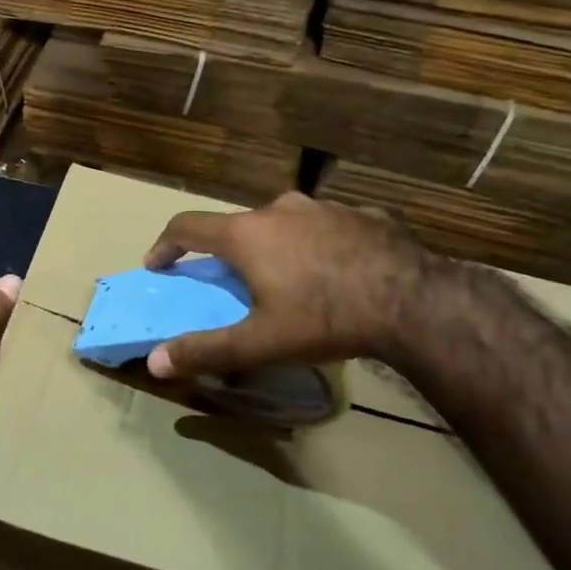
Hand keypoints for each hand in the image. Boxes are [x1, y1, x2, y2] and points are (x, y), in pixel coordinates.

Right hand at [142, 193, 436, 377]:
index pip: (187, 227)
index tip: (157, 264)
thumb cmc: (325, 318)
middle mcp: (280, 209)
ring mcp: (325, 207)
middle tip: (234, 285)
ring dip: (275, 247)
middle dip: (229, 254)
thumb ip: (205, 349)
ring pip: (284, 224)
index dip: (165, 245)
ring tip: (290, 280)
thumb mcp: (260, 342)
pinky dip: (317, 246)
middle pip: (238, 226)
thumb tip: (154, 362)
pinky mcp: (363, 213)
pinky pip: (326, 228)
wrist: (416, 301)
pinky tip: (336, 272)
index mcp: (247, 234)